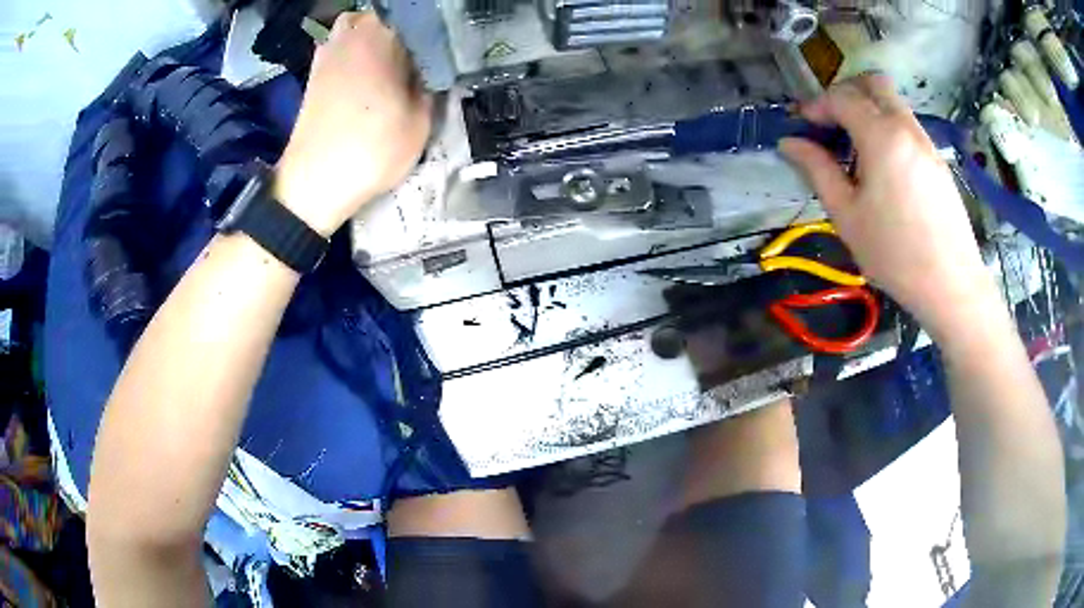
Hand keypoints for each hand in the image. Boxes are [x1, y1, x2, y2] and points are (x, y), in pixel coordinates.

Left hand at [275, 12, 431, 236]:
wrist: (314, 183)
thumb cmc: (372, 148)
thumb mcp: (421, 121)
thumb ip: (430, 87)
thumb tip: (429, 71)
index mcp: (384, 36)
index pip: (416, 17)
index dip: (431, 31)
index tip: (442, 46)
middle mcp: (352, 34)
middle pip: (381, 16)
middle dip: (398, 29)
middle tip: (415, 53)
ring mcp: (328, 52)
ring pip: (356, 26)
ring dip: (372, 36)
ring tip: (389, 60)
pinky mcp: (314, 73)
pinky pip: (338, 46)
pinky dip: (351, 51)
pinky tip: (363, 74)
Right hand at [779, 74, 999, 341]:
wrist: (951, 286)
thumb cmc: (895, 254)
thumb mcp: (847, 216)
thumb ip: (818, 170)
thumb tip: (790, 143)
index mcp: (881, 136)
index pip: (842, 97)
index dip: (816, 106)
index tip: (803, 127)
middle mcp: (906, 128)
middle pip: (873, 83)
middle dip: (846, 93)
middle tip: (832, 123)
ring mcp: (926, 142)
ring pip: (893, 103)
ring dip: (869, 110)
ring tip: (856, 149)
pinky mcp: (938, 160)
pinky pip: (908, 126)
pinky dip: (888, 128)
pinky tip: (883, 167)